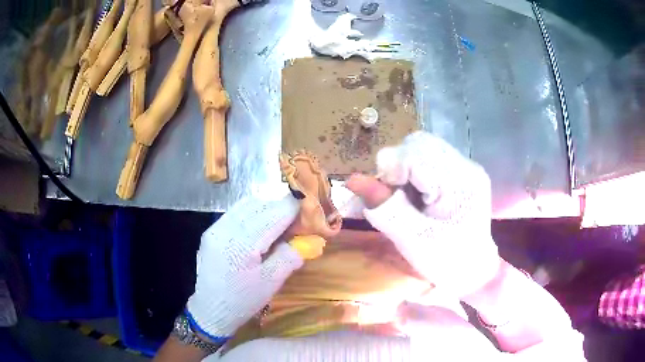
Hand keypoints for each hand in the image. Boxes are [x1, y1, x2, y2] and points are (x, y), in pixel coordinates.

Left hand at [186, 194, 302, 338]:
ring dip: (266, 210)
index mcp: (243, 244)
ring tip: (277, 227)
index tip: (308, 212)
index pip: (274, 213)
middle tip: (294, 224)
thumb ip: (290, 256)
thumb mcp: (271, 283)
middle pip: (260, 204)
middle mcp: (226, 228)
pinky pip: (235, 213)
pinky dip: (252, 215)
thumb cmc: (242, 300)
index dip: (294, 208)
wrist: (210, 309)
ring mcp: (216, 228)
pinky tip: (258, 231)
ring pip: (246, 205)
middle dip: (281, 209)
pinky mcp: (211, 231)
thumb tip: (308, 239)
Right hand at [346, 131, 499, 296]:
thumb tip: (352, 179)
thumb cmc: (444, 261)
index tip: (384, 194)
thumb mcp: (411, 239)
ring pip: (425, 146)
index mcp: (458, 186)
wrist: (472, 268)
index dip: (391, 170)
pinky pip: (432, 155)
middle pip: (420, 143)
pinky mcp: (464, 170)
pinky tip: (418, 191)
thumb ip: (384, 206)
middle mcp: (466, 168)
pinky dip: (416, 169)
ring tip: (406, 193)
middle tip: (394, 194)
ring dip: (406, 165)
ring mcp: (467, 167)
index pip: (415, 155)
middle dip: (398, 165)